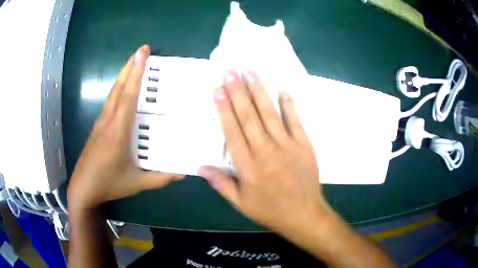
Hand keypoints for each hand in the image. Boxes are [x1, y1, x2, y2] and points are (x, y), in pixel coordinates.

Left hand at [67, 45, 183, 210]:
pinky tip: (122, 87)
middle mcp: (108, 121)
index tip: (143, 53)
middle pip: (119, 87)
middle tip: (142, 49)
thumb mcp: (136, 183)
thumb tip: (183, 172)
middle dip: (130, 66)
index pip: (128, 96)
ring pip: (112, 92)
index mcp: (118, 131)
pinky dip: (117, 88)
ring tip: (134, 61)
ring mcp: (101, 122)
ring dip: (123, 75)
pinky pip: (109, 101)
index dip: (136, 73)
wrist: (83, 187)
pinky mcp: (98, 127)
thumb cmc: (108, 183)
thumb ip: (160, 178)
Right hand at [198, 70, 328, 233]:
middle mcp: (265, 152)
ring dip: (259, 90)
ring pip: (270, 114)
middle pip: (248, 116)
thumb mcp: (241, 203)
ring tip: (250, 71)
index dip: (224, 108)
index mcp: (247, 167)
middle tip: (230, 70)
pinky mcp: (304, 145)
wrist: (303, 215)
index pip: (232, 131)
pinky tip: (282, 87)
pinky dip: (289, 103)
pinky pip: (295, 121)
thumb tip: (200, 166)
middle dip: (237, 91)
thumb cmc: (270, 210)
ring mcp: (287, 146)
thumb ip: (221, 183)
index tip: (218, 88)